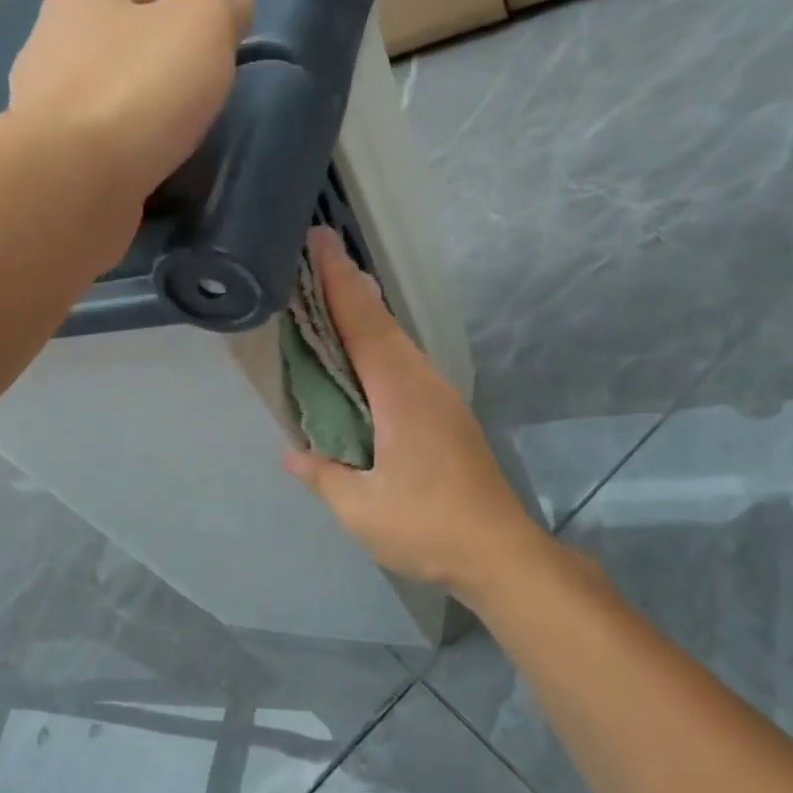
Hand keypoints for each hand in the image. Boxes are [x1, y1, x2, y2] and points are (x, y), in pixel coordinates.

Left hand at [8, 0, 252, 194]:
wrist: (74, 181)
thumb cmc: (138, 86)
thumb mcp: (203, 25)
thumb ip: (225, 9)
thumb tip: (235, 9)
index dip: (180, 19)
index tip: (206, 58)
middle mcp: (49, 44)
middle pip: (119, 51)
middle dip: (155, 74)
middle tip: (193, 106)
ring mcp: (42, 110)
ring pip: (105, 106)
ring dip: (135, 123)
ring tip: (170, 147)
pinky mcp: (48, 164)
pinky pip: (94, 153)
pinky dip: (119, 162)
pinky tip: (142, 177)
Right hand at [284, 228, 548, 595]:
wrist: (500, 552)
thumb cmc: (428, 527)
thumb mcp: (360, 508)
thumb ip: (323, 475)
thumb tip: (293, 453)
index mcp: (399, 394)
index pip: (362, 323)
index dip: (337, 281)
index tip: (318, 240)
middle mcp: (422, 383)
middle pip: (382, 323)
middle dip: (348, 287)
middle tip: (315, 261)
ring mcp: (439, 398)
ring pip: (396, 343)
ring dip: (364, 315)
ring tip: (331, 300)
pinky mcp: (446, 417)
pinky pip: (403, 365)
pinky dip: (377, 347)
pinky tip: (362, 361)